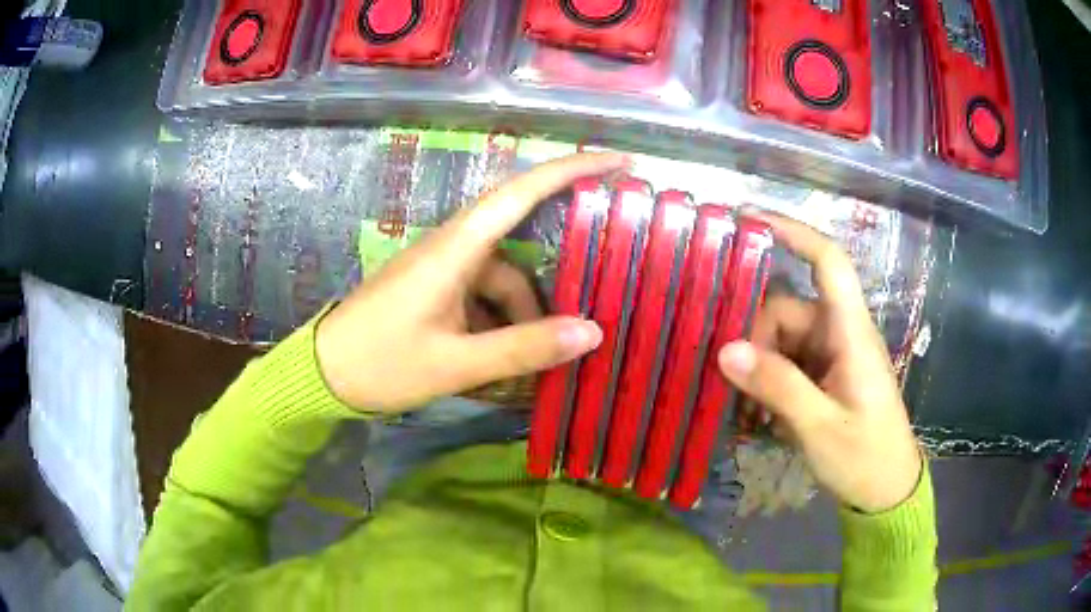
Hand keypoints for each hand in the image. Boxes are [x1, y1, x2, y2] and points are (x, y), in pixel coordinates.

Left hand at [315, 153, 628, 413]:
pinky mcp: (435, 292)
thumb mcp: (456, 364)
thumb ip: (524, 348)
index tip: (618, 161)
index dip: (571, 170)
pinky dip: (498, 329)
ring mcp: (442, 271)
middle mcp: (452, 249)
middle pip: (518, 256)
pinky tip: (501, 367)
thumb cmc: (381, 363)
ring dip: (519, 323)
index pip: (521, 193)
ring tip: (530, 372)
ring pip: (500, 286)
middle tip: (580, 322)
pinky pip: (481, 301)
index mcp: (455, 250)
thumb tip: (592, 332)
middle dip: (547, 292)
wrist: (323, 374)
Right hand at [717, 213, 921, 512]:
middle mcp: (840, 334)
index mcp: (852, 333)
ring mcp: (832, 356)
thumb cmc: (864, 456)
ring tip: (741, 408)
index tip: (749, 220)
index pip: (829, 263)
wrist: (886, 490)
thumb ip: (778, 387)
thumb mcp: (820, 427)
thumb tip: (726, 351)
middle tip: (729, 380)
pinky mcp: (825, 377)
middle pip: (788, 310)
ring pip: (782, 340)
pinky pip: (787, 364)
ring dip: (758, 367)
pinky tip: (755, 414)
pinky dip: (767, 382)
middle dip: (754, 339)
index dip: (794, 233)